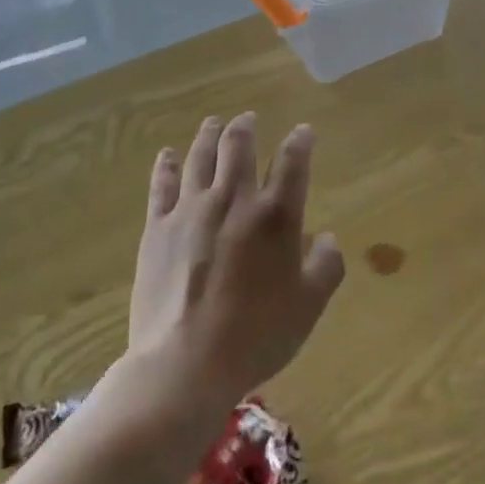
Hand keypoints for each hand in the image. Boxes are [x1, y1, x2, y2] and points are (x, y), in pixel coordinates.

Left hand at [130, 114, 344, 407]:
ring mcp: (191, 210)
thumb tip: (325, 238)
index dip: (300, 141)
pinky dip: (166, 165)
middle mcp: (234, 199)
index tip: (303, 130)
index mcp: (276, 214)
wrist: (185, 365)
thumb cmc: (257, 335)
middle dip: (247, 127)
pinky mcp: (158, 228)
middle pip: (239, 146)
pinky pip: (162, 186)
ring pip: (201, 157)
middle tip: (249, 118)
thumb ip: (326, 265)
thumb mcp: (310, 305)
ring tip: (214, 122)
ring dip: (209, 135)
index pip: (292, 161)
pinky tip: (167, 154)